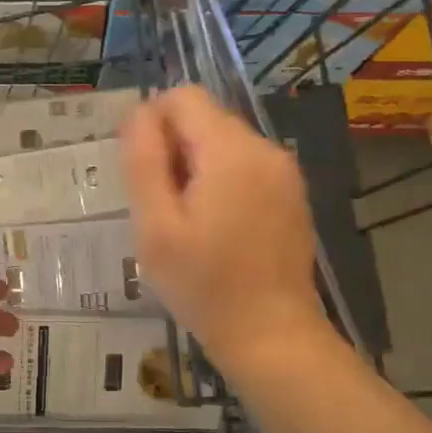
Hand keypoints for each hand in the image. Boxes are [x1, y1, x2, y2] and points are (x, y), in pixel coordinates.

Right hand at [123, 87, 333, 376]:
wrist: (272, 336)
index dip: (152, 123)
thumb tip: (140, 113)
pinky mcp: (291, 194)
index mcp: (230, 151)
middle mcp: (264, 148)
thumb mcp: (155, 226)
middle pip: (205, 118)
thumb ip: (143, 160)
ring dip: (196, 166)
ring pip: (224, 142)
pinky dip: (222, 181)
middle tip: (163, 207)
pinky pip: (245, 166)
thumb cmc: (204, 285)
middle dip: (175, 148)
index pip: (183, 97)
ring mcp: (284, 171)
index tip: (145, 173)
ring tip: (188, 222)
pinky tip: (216, 228)